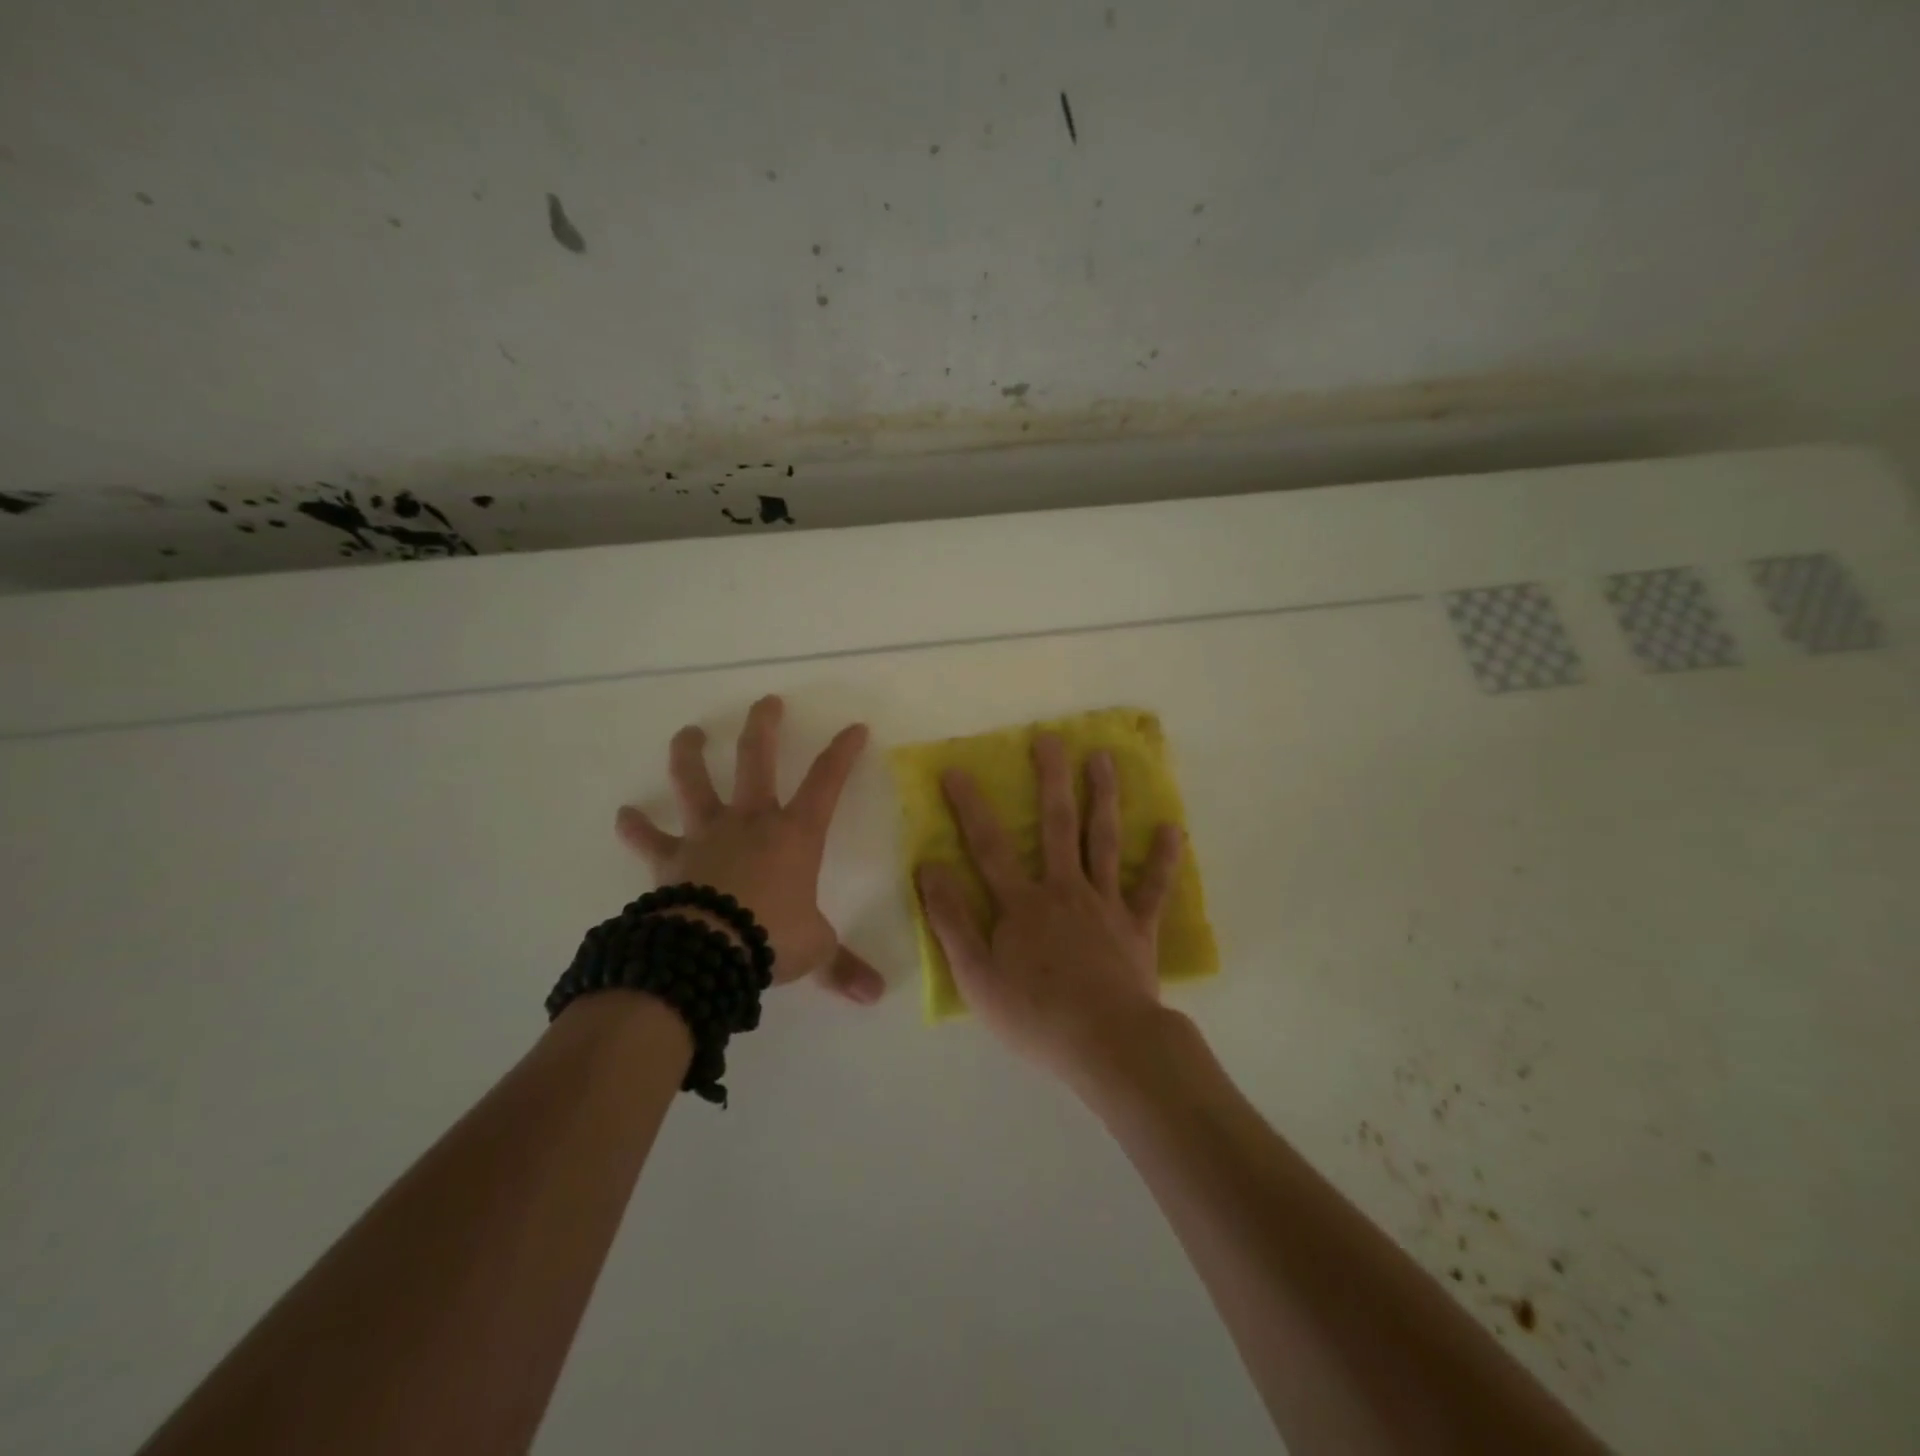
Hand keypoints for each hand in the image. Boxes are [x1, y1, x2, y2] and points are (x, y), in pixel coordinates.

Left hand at [615, 695, 884, 1004]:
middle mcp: (750, 821)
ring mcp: (707, 834)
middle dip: (764, 727)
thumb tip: (874, 995)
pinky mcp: (671, 858)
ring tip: (689, 733)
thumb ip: (843, 966)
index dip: (842, 753)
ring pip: (696, 782)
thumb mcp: (815, 950)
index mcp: (794, 834)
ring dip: (691, 754)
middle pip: (757, 760)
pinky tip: (624, 815)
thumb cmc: (771, 938)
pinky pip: (649, 839)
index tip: (854, 727)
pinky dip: (636, 827)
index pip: (827, 782)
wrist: (708, 951)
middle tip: (767, 702)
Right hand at [914, 732, 1182, 1079]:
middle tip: (1051, 738)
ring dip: (1104, 797)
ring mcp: (1105, 904)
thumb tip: (929, 867)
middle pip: (1057, 825)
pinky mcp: (1138, 926)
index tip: (957, 769)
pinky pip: (1152, 887)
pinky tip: (1173, 828)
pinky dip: (1163, 858)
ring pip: (1104, 840)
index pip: (989, 846)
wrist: (1106, 1045)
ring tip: (1104, 758)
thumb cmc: (1034, 1015)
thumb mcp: (976, 976)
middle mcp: (1064, 890)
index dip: (970, 806)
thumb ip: (951, 920)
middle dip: (1052, 779)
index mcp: (1022, 903)